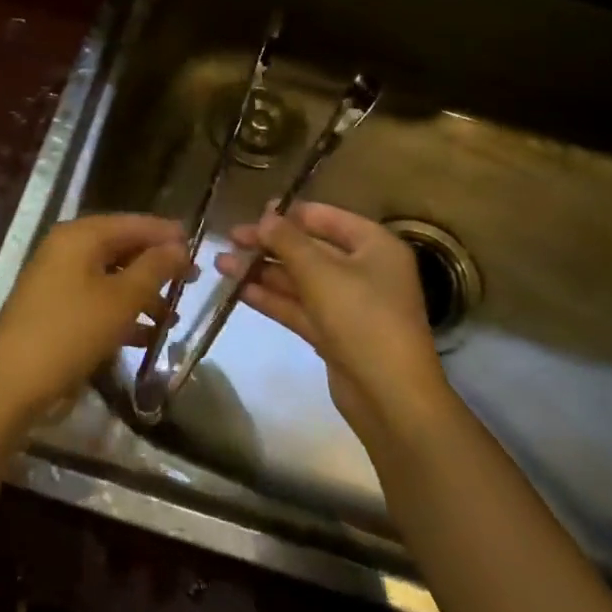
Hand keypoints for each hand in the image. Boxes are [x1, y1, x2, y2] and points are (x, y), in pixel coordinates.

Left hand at [0, 213, 188, 424]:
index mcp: (81, 235)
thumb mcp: (122, 299)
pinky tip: (146, 337)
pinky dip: (121, 313)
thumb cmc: (70, 332)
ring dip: (142, 295)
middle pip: (122, 248)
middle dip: (157, 267)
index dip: (167, 234)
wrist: (9, 385)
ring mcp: (58, 279)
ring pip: (111, 277)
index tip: (199, 249)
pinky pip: (96, 300)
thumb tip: (179, 246)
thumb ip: (154, 268)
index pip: (134, 223)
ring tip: (172, 318)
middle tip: (191, 283)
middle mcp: (68, 249)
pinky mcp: (54, 309)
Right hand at [217, 203, 448, 441]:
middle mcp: (364, 270)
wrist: (390, 398)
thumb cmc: (362, 318)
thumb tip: (266, 216)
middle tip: (230, 238)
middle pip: (310, 249)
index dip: (290, 214)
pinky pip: (300, 307)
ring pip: (301, 280)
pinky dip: (272, 298)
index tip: (254, 212)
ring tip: (221, 263)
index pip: (327, 218)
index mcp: (374, 246)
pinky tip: (239, 291)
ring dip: (263, 271)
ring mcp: (349, 304)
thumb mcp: (320, 272)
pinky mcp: (334, 334)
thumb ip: (288, 241)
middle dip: (270, 244)